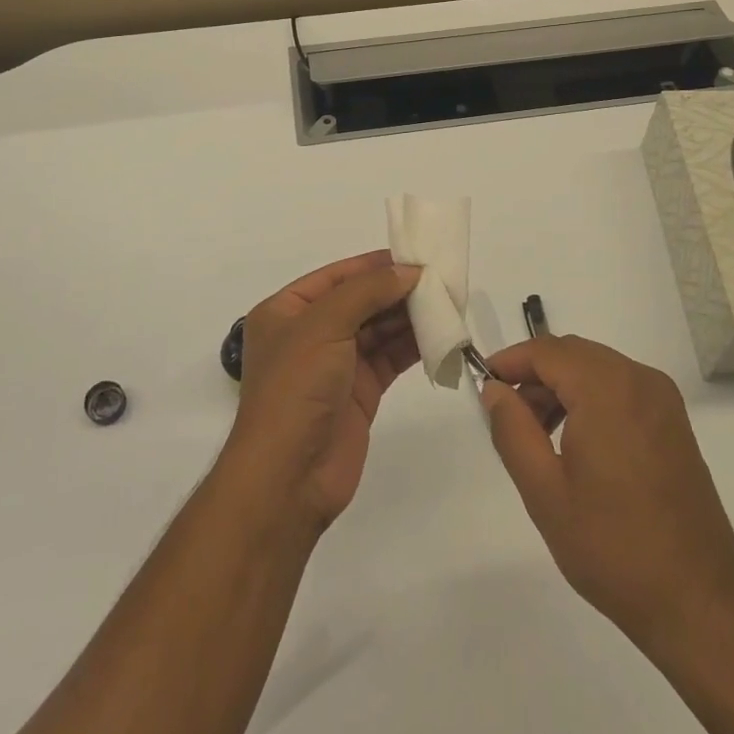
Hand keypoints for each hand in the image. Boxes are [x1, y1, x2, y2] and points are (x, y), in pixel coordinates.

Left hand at [221, 251, 421, 532]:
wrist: (289, 477)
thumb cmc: (295, 388)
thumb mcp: (324, 325)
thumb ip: (367, 291)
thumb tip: (408, 271)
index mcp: (286, 311)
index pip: (336, 276)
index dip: (373, 265)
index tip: (414, 257)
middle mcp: (309, 333)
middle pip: (360, 301)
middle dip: (396, 290)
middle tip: (440, 281)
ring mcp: (335, 364)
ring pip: (378, 329)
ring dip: (409, 317)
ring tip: (446, 304)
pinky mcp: (359, 392)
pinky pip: (389, 358)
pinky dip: (412, 346)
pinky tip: (439, 334)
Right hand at [480, 335, 733, 657]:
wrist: (698, 604)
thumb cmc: (612, 547)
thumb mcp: (545, 492)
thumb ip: (512, 430)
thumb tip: (495, 390)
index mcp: (607, 389)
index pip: (546, 351)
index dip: (510, 361)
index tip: (484, 385)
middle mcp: (639, 379)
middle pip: (573, 354)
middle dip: (535, 375)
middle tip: (509, 416)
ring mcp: (663, 400)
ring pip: (596, 368)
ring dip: (562, 387)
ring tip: (538, 435)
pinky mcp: (674, 423)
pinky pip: (621, 387)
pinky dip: (591, 398)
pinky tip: (576, 442)